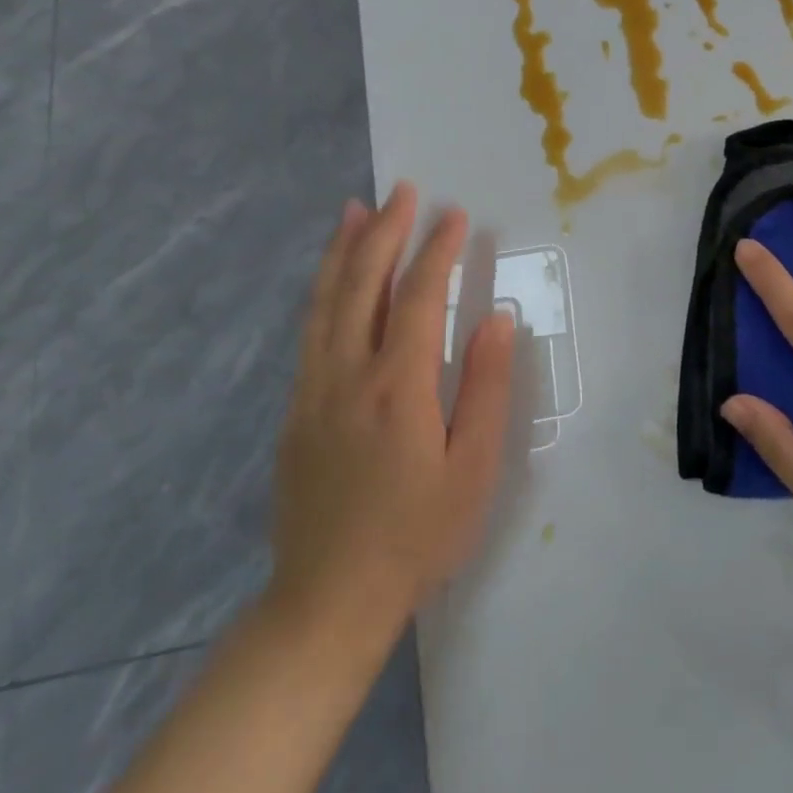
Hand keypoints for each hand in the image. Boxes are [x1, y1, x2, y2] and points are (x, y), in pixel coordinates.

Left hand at [266, 184, 516, 636]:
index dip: (437, 250)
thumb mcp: (473, 468)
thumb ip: (487, 387)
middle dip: (385, 231)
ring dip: (343, 250)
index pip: (420, 297)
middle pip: (363, 285)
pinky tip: (331, 278)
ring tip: (355, 209)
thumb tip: (497, 318)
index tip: (454, 214)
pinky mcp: (295, 410)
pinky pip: (310, 331)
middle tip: (403, 191)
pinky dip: (322, 290)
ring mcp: (313, 390)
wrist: (328, 602)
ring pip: (325, 302)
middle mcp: (347, 375)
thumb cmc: (417, 536)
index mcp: (397, 387)